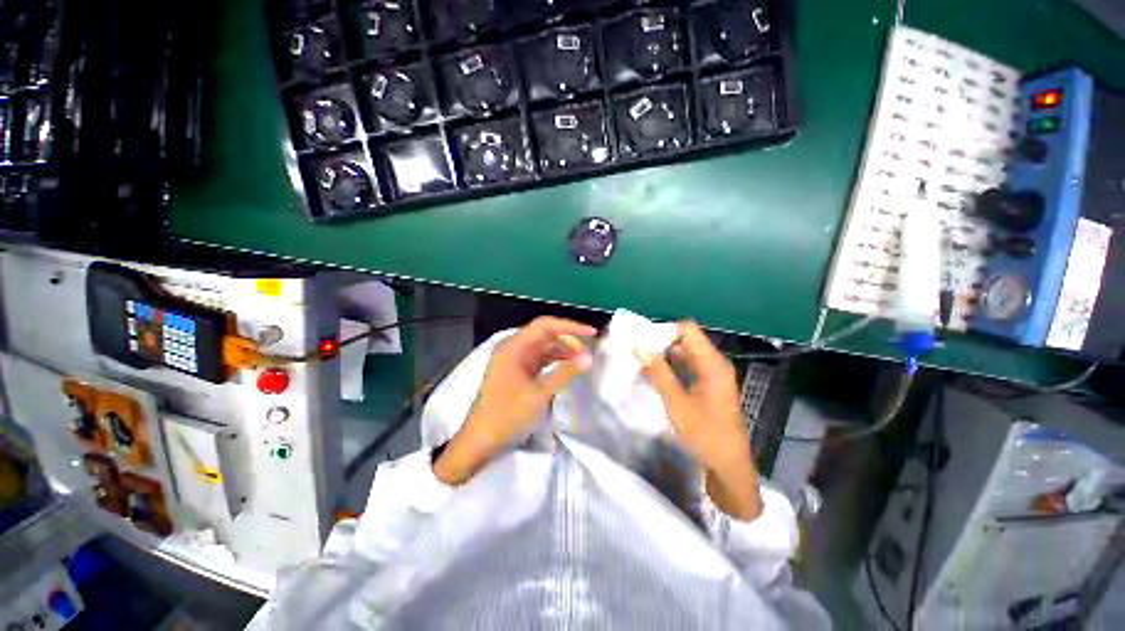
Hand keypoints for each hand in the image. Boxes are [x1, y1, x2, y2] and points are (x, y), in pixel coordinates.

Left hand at [433, 317, 595, 485]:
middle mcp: (513, 348)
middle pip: (544, 334)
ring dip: (562, 350)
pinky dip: (554, 360)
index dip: (570, 326)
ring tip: (582, 360)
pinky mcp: (517, 371)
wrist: (481, 441)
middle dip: (568, 339)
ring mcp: (514, 360)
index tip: (591, 333)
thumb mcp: (540, 394)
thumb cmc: (508, 416)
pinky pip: (539, 359)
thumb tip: (589, 357)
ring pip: (543, 347)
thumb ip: (565, 373)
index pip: (545, 325)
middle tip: (588, 352)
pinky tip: (568, 366)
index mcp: (514, 347)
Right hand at [638, 322, 761, 520]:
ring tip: (641, 358)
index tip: (642, 337)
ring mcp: (713, 374)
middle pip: (686, 339)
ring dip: (664, 354)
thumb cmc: (705, 435)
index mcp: (713, 364)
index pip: (688, 329)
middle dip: (661, 341)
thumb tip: (640, 348)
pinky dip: (671, 366)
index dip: (665, 329)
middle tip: (637, 348)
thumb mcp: (677, 404)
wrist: (729, 465)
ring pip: (686, 352)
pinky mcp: (709, 384)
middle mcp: (715, 363)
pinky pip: (688, 365)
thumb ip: (659, 373)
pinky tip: (654, 372)